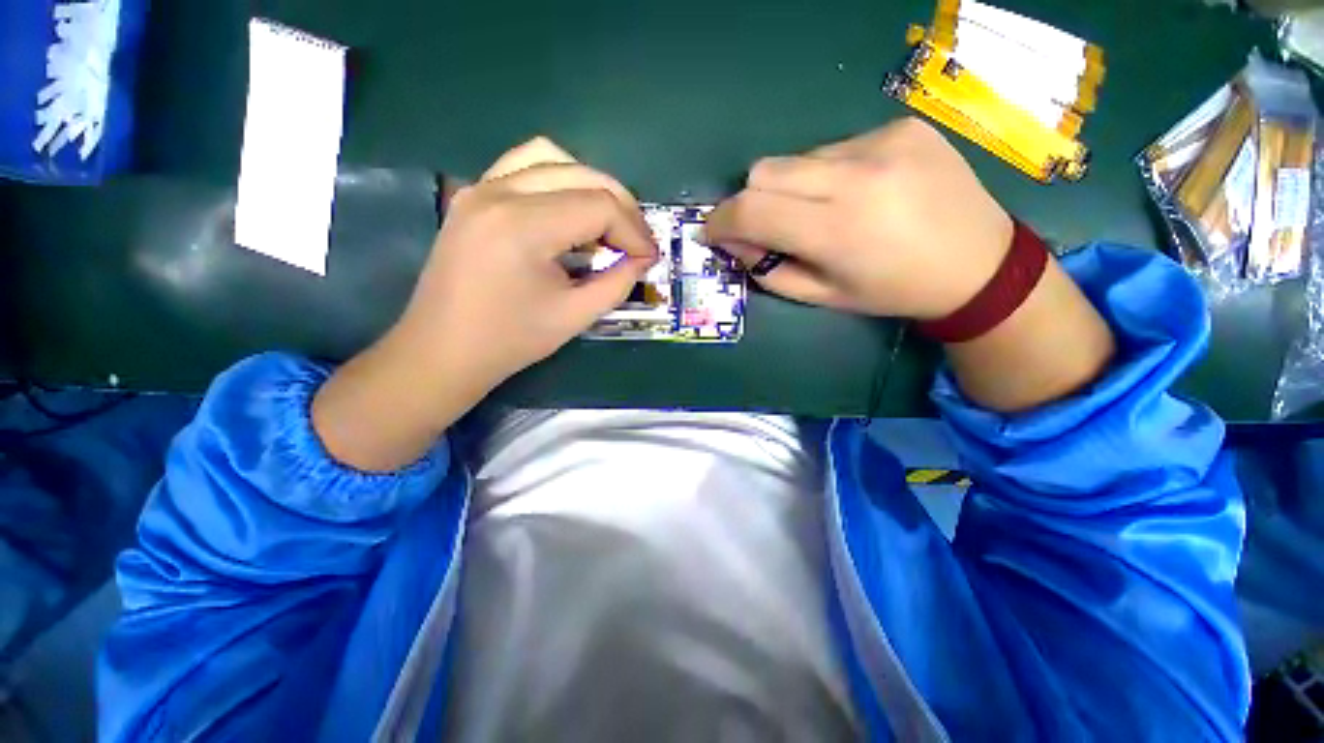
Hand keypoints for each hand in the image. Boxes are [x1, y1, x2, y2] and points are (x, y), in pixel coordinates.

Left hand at [312, 138, 655, 470]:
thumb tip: (642, 259)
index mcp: (523, 226)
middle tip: (637, 242)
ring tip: (608, 222)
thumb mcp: (574, 316)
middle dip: (621, 206)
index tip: (649, 258)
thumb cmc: (509, 341)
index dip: (633, 231)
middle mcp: (499, 192)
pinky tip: (570, 211)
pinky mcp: (473, 196)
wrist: (443, 351)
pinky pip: (523, 166)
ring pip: (552, 158)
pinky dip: (558, 180)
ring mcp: (481, 188)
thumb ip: (617, 282)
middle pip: (581, 174)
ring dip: (591, 185)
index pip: (599, 206)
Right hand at [703, 118, 1013, 320]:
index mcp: (836, 229)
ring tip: (822, 211)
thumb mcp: (821, 296)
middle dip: (751, 202)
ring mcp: (882, 142)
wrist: (978, 264)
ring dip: (791, 187)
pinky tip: (858, 192)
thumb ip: (768, 270)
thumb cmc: (891, 292)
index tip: (713, 233)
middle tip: (768, 227)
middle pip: (764, 172)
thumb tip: (734, 241)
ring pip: (797, 158)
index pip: (750, 210)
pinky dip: (827, 173)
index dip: (721, 221)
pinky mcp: (901, 125)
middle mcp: (856, 176)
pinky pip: (834, 147)